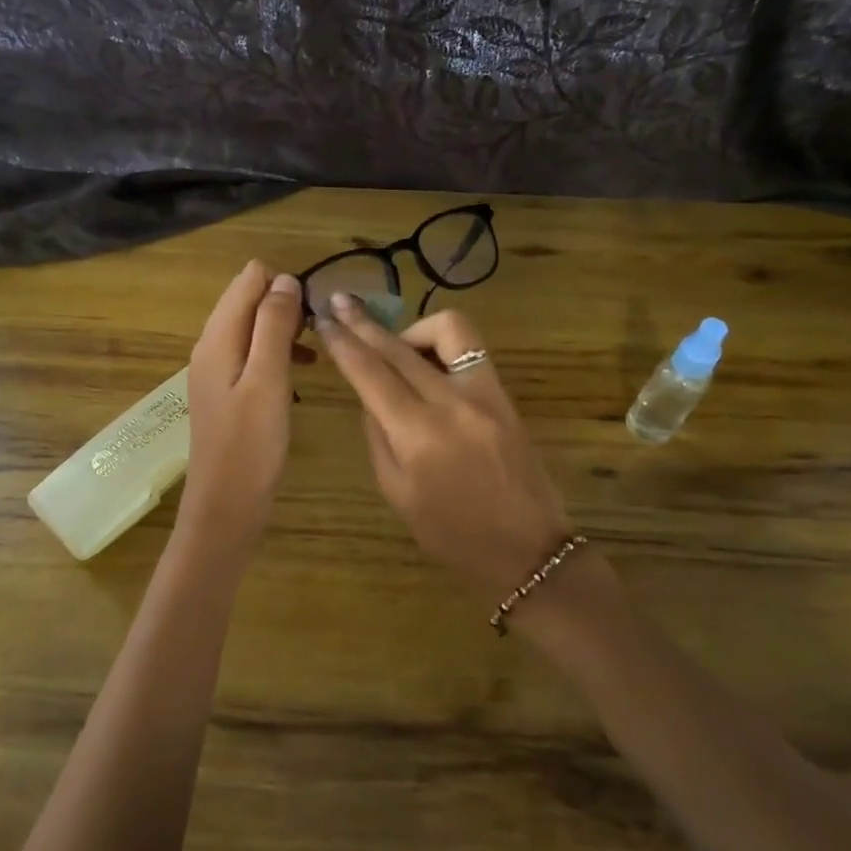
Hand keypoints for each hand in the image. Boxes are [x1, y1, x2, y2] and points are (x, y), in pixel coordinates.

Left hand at [177, 261, 305, 554]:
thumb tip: (284, 279)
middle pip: (247, 302)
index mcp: (217, 339)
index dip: (283, 284)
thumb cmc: (250, 445)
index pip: (247, 280)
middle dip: (285, 305)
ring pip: (252, 329)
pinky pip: (253, 356)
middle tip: (319, 333)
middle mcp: (211, 347)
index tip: (314, 310)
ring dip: (284, 329)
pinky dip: (277, 353)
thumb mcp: (268, 380)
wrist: (226, 505)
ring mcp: (217, 372)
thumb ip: (274, 327)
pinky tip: (301, 370)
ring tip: (316, 348)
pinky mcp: (228, 393)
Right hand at [317, 296, 572, 606]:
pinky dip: (442, 344)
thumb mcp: (397, 494)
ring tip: (396, 346)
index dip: (344, 342)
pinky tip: (428, 361)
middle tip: (340, 303)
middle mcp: (451, 403)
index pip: (371, 373)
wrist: (526, 548)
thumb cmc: (452, 534)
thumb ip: (378, 436)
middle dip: (365, 323)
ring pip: (447, 329)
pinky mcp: (504, 394)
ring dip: (412, 328)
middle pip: (400, 347)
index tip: (324, 318)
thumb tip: (370, 394)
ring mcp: (485, 393)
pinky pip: (471, 349)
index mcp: (418, 435)